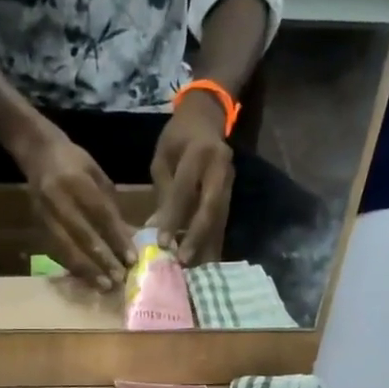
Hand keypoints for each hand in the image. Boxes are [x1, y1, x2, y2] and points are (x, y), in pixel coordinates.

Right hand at [19, 131, 134, 289]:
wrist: (37, 152)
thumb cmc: (74, 162)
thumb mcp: (97, 175)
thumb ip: (111, 206)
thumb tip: (128, 238)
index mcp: (77, 181)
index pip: (100, 214)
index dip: (116, 238)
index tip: (131, 258)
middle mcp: (59, 199)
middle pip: (83, 235)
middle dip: (103, 260)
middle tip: (120, 278)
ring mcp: (45, 214)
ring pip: (67, 248)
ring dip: (87, 270)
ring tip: (104, 285)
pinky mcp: (38, 225)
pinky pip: (56, 251)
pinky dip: (73, 266)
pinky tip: (87, 278)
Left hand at [149, 92, 233, 264]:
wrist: (207, 117)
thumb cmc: (178, 138)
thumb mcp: (163, 158)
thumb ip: (163, 192)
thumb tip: (156, 229)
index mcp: (199, 153)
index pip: (185, 190)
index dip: (174, 217)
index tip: (162, 243)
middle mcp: (220, 168)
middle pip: (211, 208)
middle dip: (197, 237)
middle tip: (184, 262)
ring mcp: (230, 181)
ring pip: (220, 217)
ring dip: (208, 245)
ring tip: (196, 270)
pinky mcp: (231, 193)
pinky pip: (222, 220)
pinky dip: (213, 241)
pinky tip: (205, 261)